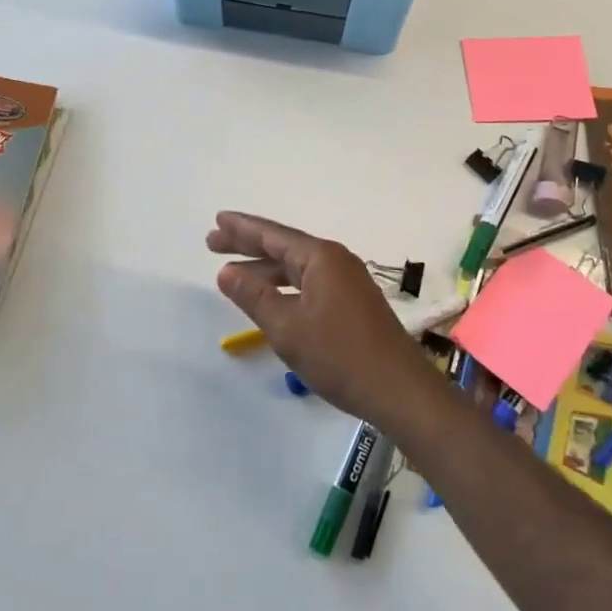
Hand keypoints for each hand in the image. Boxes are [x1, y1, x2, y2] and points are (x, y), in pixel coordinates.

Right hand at [208, 211, 438, 426]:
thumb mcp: (287, 328)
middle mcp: (336, 261)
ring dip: (265, 269)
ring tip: (232, 273)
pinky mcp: (353, 303)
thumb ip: (254, 297)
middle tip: (213, 243)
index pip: (273, 235)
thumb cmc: (340, 356)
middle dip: (248, 245)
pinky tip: (270, 298)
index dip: (242, 228)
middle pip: (284, 246)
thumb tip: (226, 272)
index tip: (217, 220)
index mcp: (321, 258)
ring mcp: (347, 282)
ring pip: (297, 267)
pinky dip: (284, 286)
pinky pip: (309, 283)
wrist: (399, 390)